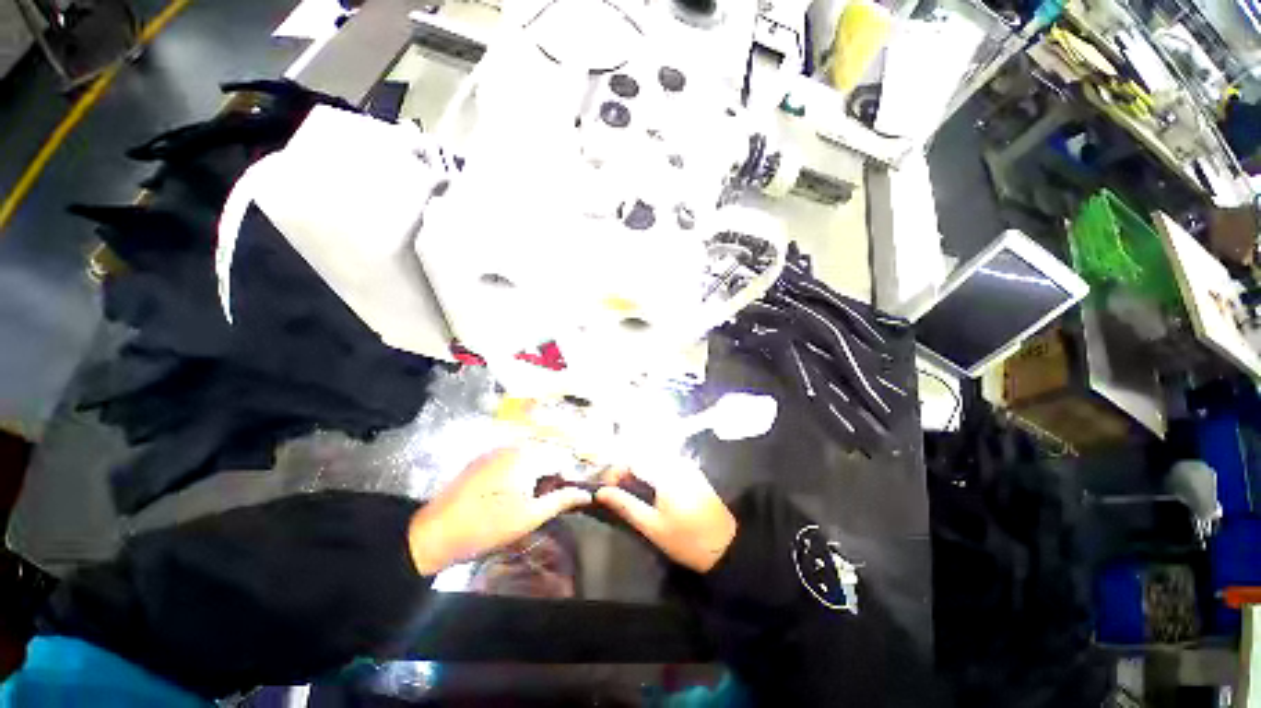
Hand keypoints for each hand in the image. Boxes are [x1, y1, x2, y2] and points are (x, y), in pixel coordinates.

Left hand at [408, 448, 591, 574]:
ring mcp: (494, 452)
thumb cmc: (488, 526)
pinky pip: (510, 462)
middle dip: (549, 477)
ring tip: (525, 503)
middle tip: (542, 504)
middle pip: (544, 456)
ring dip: (533, 477)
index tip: (564, 500)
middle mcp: (512, 446)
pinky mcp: (481, 461)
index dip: (566, 479)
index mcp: (527, 455)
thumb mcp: (530, 516)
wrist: (433, 535)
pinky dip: (517, 475)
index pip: (561, 459)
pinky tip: (507, 498)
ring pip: (527, 459)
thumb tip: (586, 493)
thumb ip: (561, 500)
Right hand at [596, 462, 736, 572]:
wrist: (726, 546)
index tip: (605, 488)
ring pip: (653, 457)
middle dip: (625, 469)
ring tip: (629, 489)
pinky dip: (651, 469)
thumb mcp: (652, 527)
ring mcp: (685, 464)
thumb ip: (625, 505)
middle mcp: (675, 462)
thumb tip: (600, 492)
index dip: (614, 471)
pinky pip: (665, 461)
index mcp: (665, 473)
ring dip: (637, 469)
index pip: (632, 460)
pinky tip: (648, 486)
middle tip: (615, 490)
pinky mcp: (691, 470)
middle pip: (642, 455)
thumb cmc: (686, 540)